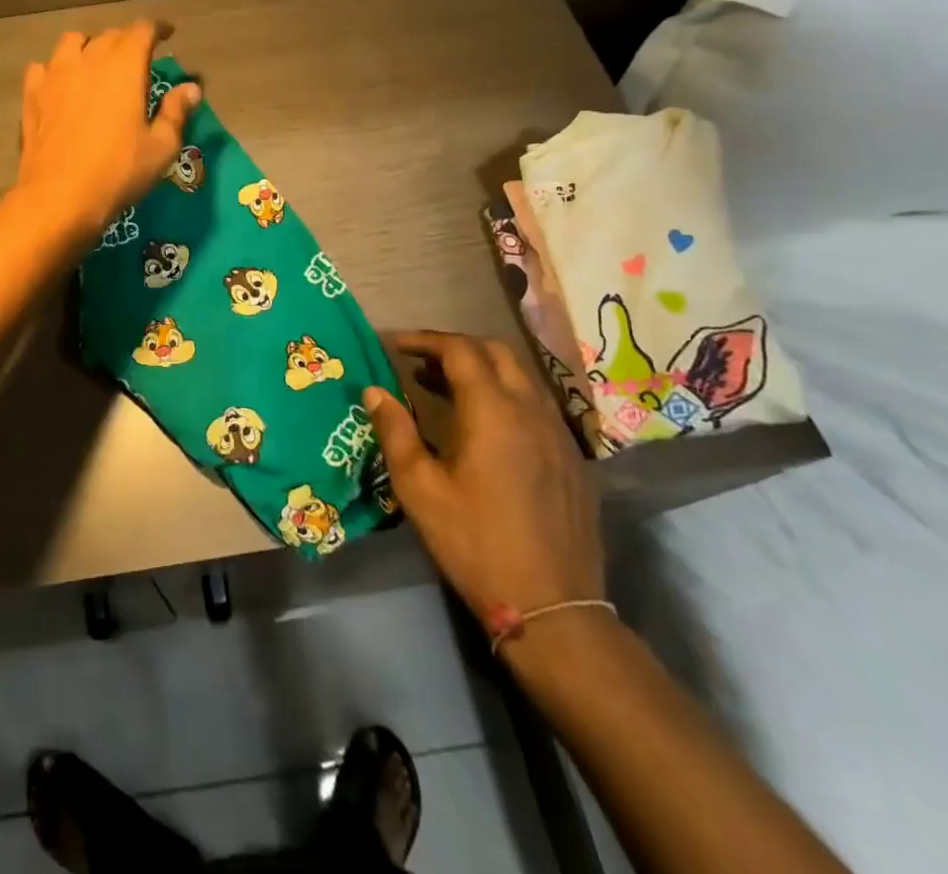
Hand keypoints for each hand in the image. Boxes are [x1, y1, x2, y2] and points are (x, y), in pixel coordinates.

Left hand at [16, 23, 201, 242]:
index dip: (157, 29)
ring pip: (73, 43)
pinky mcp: (32, 95)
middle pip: (109, 35)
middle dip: (127, 41)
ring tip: (97, 65)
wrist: (59, 196)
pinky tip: (62, 86)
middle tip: (138, 59)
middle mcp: (88, 60)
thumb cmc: (118, 171)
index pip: (142, 30)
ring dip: (89, 48)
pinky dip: (56, 70)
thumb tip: (191, 88)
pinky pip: (43, 68)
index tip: (168, 35)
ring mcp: (54, 75)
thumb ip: (176, 112)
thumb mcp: (161, 147)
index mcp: (124, 66)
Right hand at [363, 332, 601, 629]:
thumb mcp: (419, 488)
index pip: (459, 349)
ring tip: (446, 388)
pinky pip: (537, 405)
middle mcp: (531, 409)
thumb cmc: (475, 543)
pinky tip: (487, 427)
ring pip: (521, 377)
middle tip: (420, 362)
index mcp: (493, 410)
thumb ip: (395, 431)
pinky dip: (506, 395)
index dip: (424, 340)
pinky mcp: (573, 459)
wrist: (552, 607)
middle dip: (455, 347)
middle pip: (495, 352)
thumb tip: (374, 391)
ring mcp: (559, 434)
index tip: (394, 346)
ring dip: (482, 369)